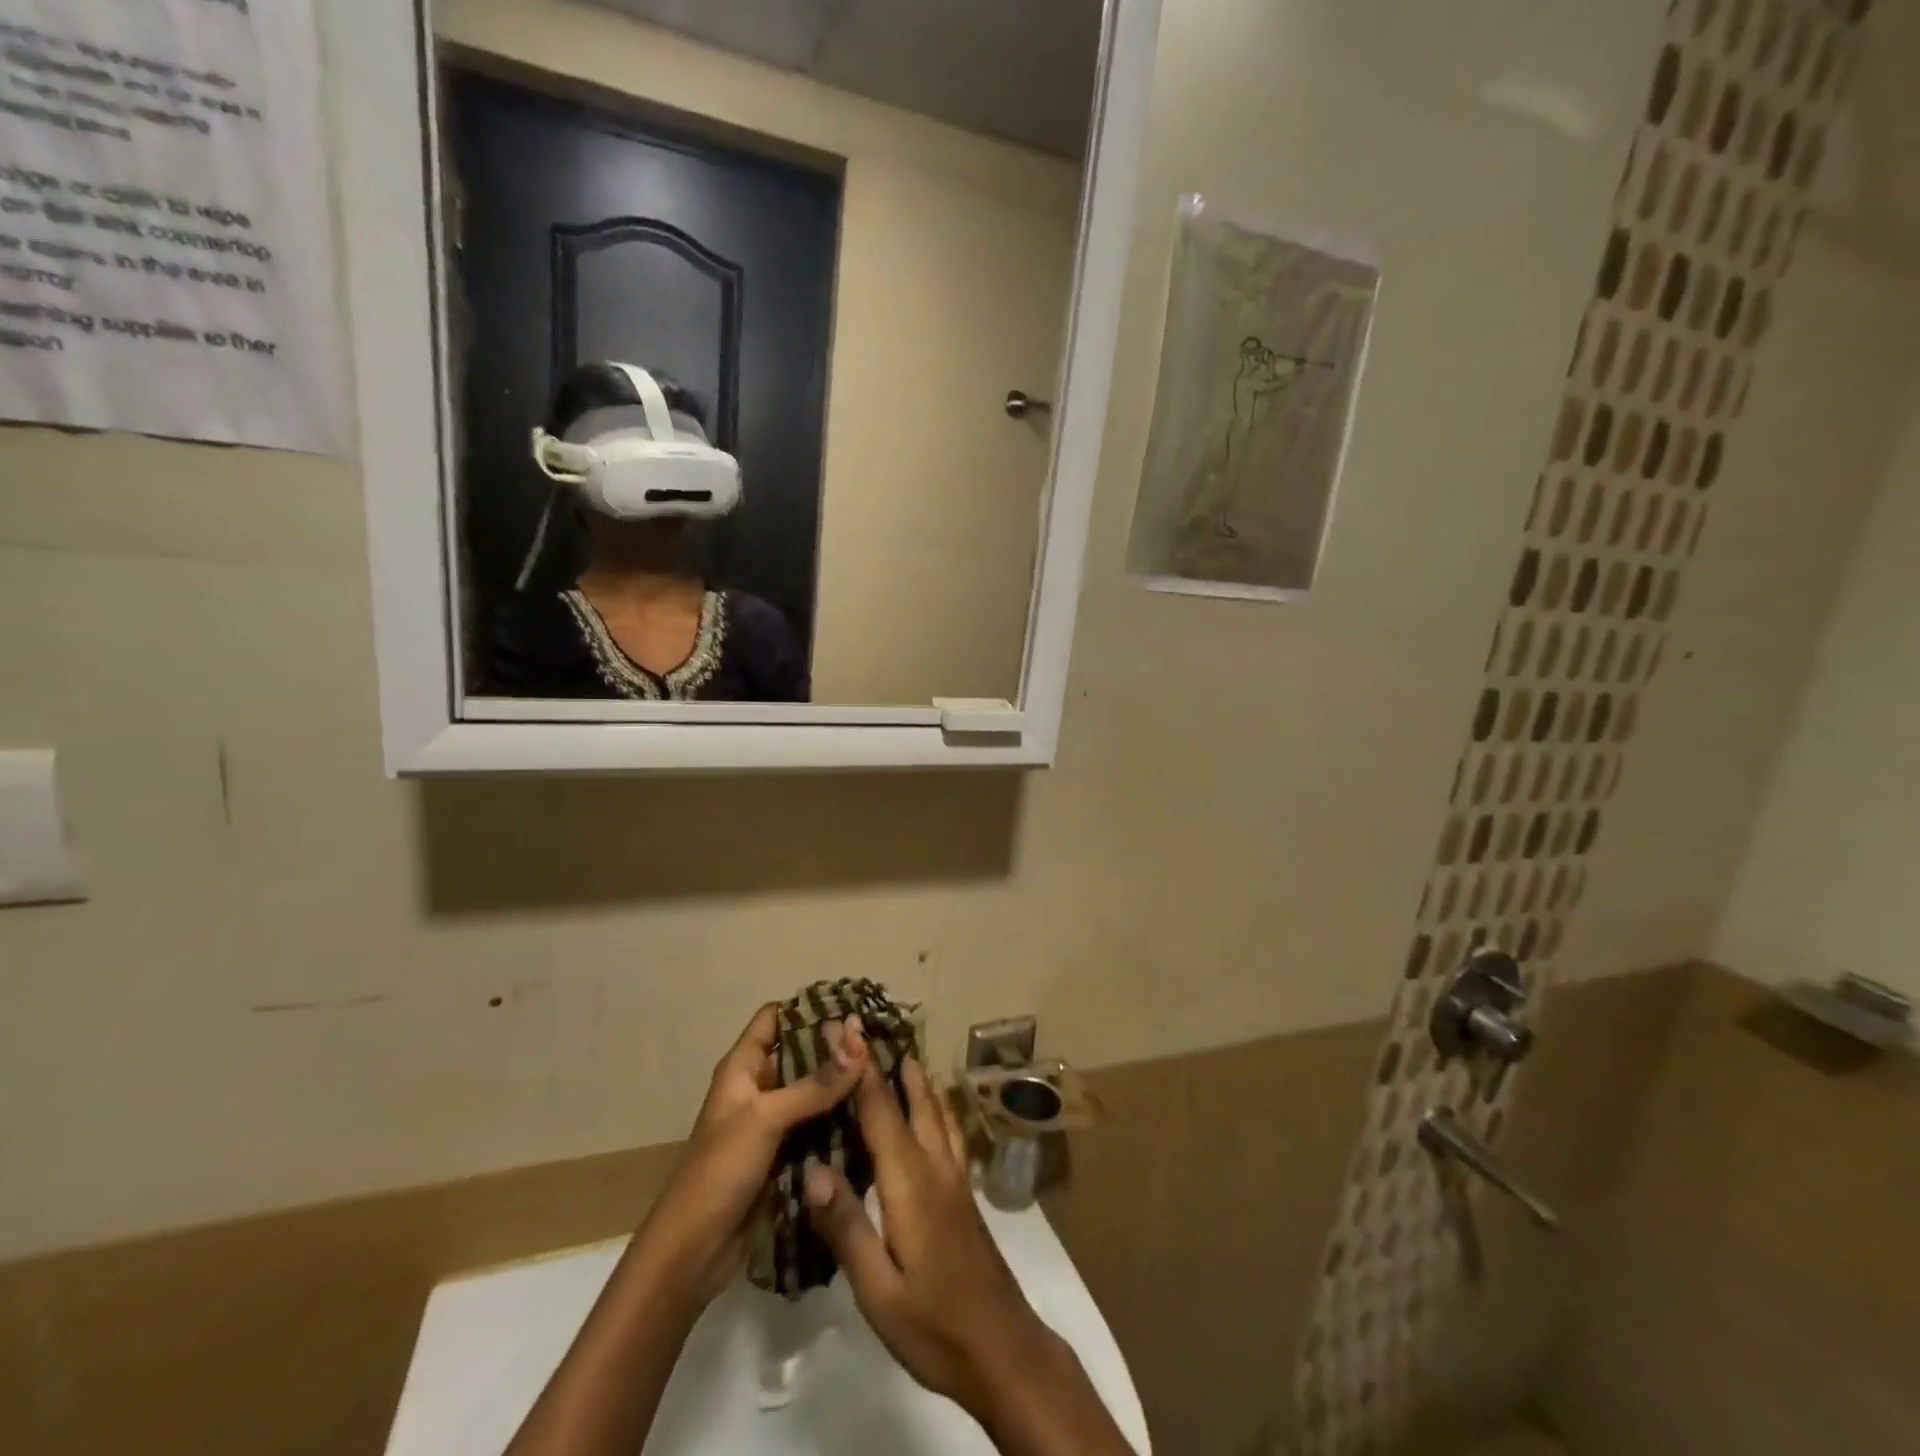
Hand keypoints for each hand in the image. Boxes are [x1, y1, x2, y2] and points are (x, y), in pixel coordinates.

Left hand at [636, 1004, 865, 1308]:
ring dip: (842, 1083)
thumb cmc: (720, 1170)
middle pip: (800, 1053)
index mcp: (743, 1067)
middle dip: (836, 1046)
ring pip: (813, 1091)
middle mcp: (758, 1088)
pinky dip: (840, 1118)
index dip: (808, 1007)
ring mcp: (772, 1123)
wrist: (693, 1252)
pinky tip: (873, 1112)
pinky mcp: (784, 1155)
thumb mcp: (766, 1118)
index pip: (775, 1017)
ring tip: (886, 1071)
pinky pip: (817, 1126)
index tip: (852, 1006)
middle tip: (880, 1040)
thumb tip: (860, 1044)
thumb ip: (815, 1084)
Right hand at [801, 1056, 1064, 1416]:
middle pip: (913, 1101)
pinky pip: (947, 1132)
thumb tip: (812, 1168)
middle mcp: (935, 1167)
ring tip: (908, 1054)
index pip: (880, 1112)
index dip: (861, 1068)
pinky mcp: (964, 1194)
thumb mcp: (877, 1289)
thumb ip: (847, 1226)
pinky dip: (936, 1106)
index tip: (845, 1028)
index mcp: (909, 1183)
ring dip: (920, 1081)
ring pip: (937, 1113)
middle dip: (892, 1063)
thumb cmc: (934, 1324)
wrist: (1002, 1349)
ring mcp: (955, 1179)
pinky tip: (936, 1110)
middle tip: (873, 1029)